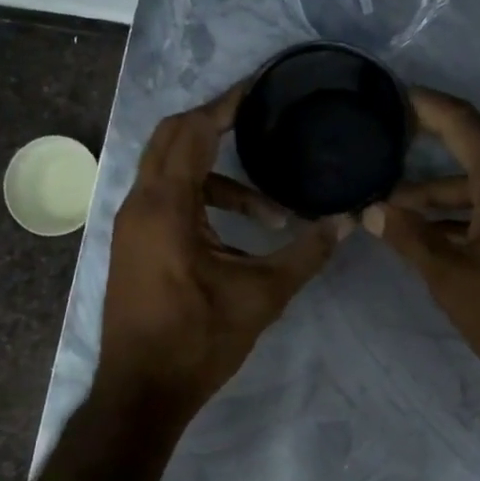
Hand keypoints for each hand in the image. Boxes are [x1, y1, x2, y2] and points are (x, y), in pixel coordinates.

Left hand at [96, 82, 349, 420]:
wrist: (141, 393)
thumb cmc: (199, 341)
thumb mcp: (262, 295)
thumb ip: (307, 253)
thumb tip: (348, 221)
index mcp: (165, 207)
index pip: (192, 131)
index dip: (226, 104)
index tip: (260, 87)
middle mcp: (140, 205)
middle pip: (173, 138)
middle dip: (216, 125)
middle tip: (262, 122)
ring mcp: (131, 226)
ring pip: (171, 173)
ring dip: (218, 178)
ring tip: (271, 213)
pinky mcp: (134, 245)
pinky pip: (167, 200)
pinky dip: (202, 200)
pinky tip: (239, 234)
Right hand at [362, 88, 479, 401]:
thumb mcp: (451, 277)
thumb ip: (409, 237)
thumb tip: (372, 210)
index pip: (466, 124)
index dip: (430, 106)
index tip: (398, 96)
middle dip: (443, 136)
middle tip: (401, 137)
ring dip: (451, 185)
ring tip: (402, 204)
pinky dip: (472, 207)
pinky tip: (440, 231)